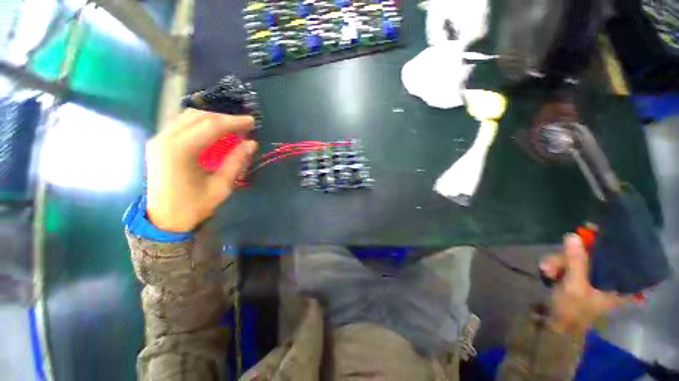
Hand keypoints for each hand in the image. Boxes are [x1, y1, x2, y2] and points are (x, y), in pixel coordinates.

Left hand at [145, 109, 257, 231]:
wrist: (164, 219)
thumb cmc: (194, 206)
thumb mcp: (221, 186)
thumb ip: (236, 162)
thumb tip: (251, 143)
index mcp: (179, 151)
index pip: (211, 126)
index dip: (234, 122)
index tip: (252, 122)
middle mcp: (165, 139)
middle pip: (199, 116)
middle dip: (225, 118)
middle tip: (245, 125)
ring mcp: (159, 139)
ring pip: (189, 117)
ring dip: (213, 119)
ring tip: (233, 126)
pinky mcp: (159, 143)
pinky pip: (182, 124)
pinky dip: (202, 123)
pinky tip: (215, 131)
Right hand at [540, 234, 629, 333]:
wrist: (556, 324)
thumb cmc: (572, 309)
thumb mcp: (574, 285)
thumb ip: (576, 261)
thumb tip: (573, 236)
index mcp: (618, 282)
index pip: (618, 254)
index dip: (606, 240)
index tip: (591, 228)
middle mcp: (608, 276)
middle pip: (592, 254)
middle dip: (569, 255)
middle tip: (555, 260)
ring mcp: (592, 276)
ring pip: (576, 257)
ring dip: (558, 261)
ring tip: (546, 269)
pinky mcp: (578, 276)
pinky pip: (568, 262)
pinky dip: (556, 264)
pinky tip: (547, 270)